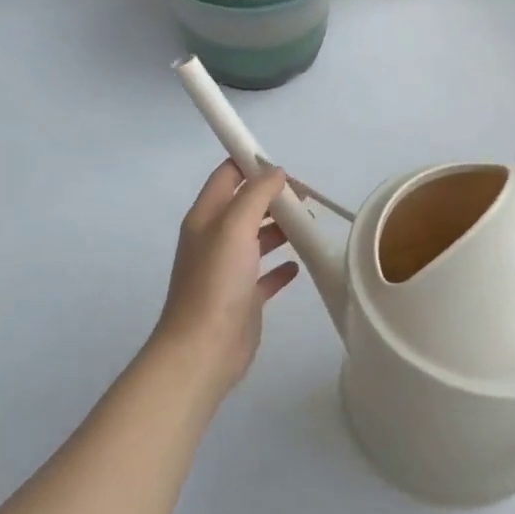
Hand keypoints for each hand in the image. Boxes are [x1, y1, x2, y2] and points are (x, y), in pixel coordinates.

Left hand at [149, 161, 299, 393]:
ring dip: (281, 228)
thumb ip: (256, 195)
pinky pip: (265, 274)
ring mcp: (228, 270)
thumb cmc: (217, 282)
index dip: (251, 164)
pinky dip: (281, 265)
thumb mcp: (235, 227)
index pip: (227, 176)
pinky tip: (299, 264)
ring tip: (310, 224)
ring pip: (257, 238)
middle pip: (246, 206)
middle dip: (274, 196)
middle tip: (307, 197)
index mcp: (205, 218)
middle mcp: (215, 239)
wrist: (204, 349)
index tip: (284, 167)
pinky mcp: (244, 298)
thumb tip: (276, 172)